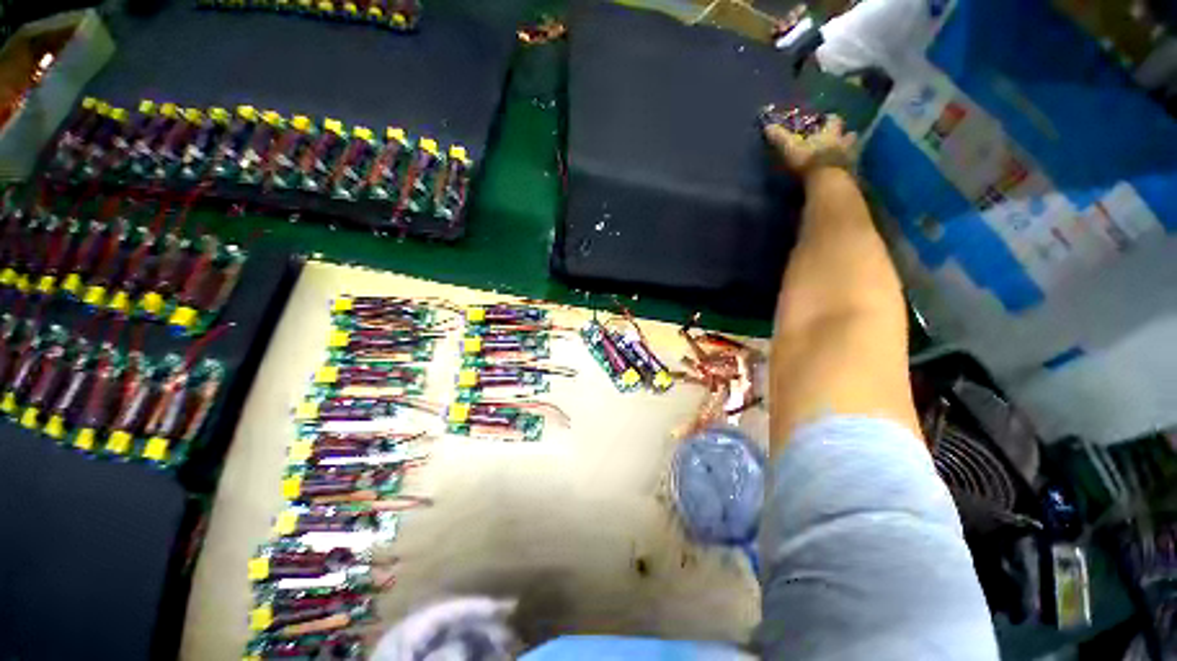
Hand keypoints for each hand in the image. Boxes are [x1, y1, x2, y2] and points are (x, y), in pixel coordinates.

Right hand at [763, 114, 856, 176]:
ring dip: (850, 151)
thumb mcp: (791, 148)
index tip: (827, 120)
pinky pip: (852, 168)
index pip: (834, 120)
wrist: (826, 181)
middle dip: (845, 136)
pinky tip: (843, 173)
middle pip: (849, 134)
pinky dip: (849, 169)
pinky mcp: (852, 173)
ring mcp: (851, 158)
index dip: (830, 120)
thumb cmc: (809, 161)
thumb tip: (767, 126)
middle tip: (840, 139)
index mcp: (830, 133)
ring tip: (843, 156)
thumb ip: (780, 138)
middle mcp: (844, 142)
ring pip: (854, 150)